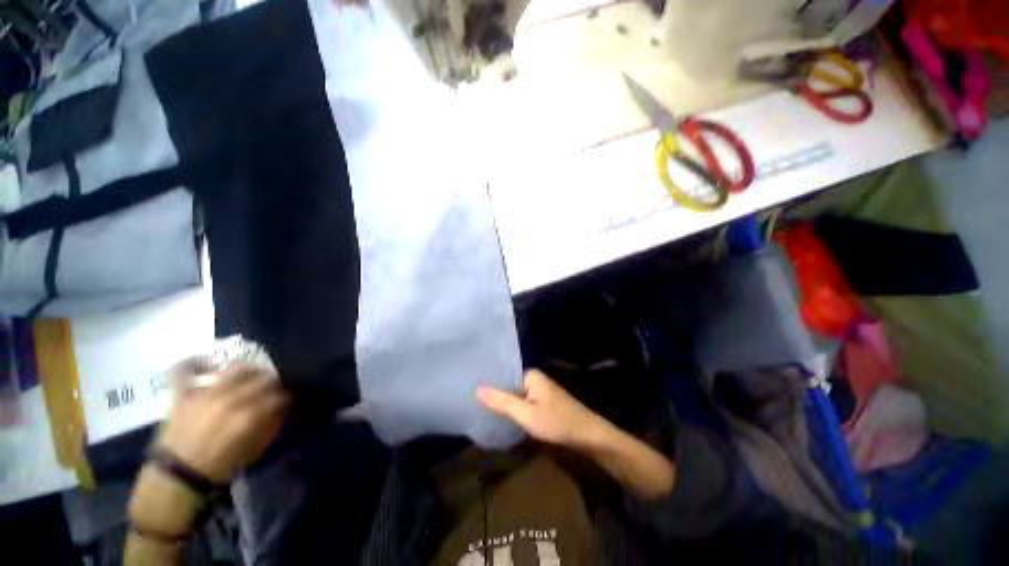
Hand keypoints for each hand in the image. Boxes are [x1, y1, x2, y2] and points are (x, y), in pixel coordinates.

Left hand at [157, 362, 290, 482]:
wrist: (178, 476)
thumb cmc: (219, 465)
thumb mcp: (253, 449)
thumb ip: (270, 425)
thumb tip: (283, 407)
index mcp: (250, 416)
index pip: (279, 395)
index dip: (286, 396)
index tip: (286, 399)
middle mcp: (230, 399)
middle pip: (262, 379)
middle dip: (272, 382)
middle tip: (272, 387)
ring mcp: (204, 394)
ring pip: (235, 369)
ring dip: (248, 370)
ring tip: (250, 374)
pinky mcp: (183, 394)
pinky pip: (184, 369)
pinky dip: (193, 362)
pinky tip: (205, 361)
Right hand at [476, 369, 609, 447]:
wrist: (588, 436)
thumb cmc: (557, 422)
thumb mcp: (526, 414)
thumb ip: (502, 401)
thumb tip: (477, 388)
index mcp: (530, 375)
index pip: (503, 373)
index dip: (488, 381)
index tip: (469, 386)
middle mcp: (535, 379)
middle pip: (508, 383)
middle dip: (494, 392)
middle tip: (470, 399)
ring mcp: (539, 391)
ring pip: (515, 394)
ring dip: (503, 401)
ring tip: (480, 407)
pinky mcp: (543, 403)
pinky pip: (522, 401)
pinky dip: (513, 408)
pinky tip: (501, 415)